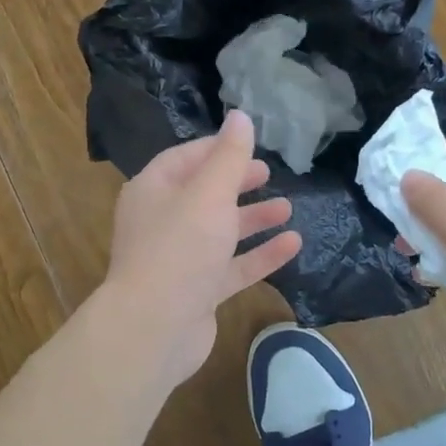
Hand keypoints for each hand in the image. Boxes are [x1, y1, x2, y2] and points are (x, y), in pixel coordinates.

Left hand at [101, 110, 302, 394]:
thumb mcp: (209, 194)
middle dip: (236, 183)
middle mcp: (162, 222)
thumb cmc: (179, 249)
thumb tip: (241, 116)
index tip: (248, 144)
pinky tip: (292, 245)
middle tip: (267, 174)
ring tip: (288, 208)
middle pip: (203, 194)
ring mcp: (180, 259)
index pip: (184, 158)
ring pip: (220, 232)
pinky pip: (232, 267)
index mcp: (153, 191)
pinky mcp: (198, 292)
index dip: (216, 149)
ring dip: (252, 219)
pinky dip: (259, 255)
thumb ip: (229, 157)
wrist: (154, 329)